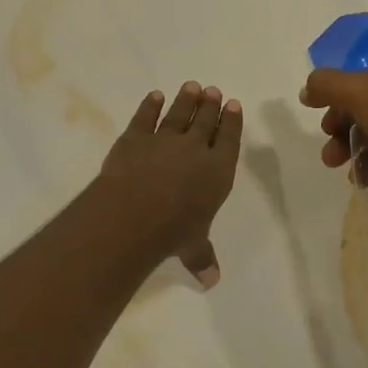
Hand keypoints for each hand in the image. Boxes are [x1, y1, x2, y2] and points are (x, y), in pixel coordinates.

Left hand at [95, 82, 243, 288]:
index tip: (233, 104)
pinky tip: (155, 96)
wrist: (133, 213)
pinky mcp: (135, 137)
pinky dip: (150, 105)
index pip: (229, 140)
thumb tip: (212, 281)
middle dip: (210, 105)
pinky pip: (145, 117)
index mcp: (217, 171)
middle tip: (213, 90)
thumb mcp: (193, 248)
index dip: (232, 122)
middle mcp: (195, 149)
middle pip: (205, 120)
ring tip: (192, 86)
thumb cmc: (172, 231)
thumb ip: (202, 258)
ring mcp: (164, 139)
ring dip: (186, 100)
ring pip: (178, 114)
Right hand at [300, 59, 367, 210]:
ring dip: (360, 158)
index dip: (337, 103)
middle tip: (331, 157)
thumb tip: (307, 89)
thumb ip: (328, 85)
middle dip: (344, 136)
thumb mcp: (360, 92)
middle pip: (367, 114)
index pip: (360, 84)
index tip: (324, 126)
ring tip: (355, 177)